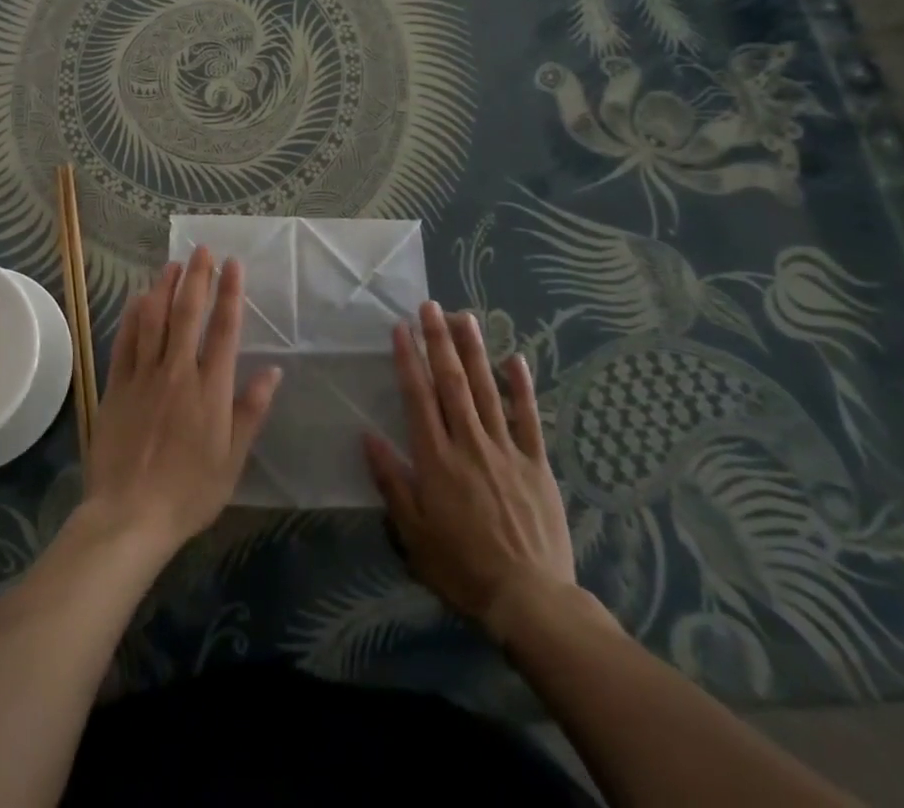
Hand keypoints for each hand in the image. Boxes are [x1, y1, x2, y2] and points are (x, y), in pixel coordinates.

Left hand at [83, 247, 282, 556]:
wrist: (129, 515)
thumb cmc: (189, 492)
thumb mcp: (232, 460)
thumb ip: (251, 411)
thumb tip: (273, 371)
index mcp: (211, 388)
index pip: (224, 328)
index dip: (230, 292)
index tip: (233, 264)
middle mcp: (177, 371)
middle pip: (188, 313)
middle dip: (197, 277)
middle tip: (202, 250)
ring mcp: (143, 376)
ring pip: (154, 318)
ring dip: (164, 287)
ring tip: (172, 264)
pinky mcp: (116, 386)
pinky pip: (125, 341)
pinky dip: (133, 316)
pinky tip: (138, 299)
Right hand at [365, 302, 578, 639]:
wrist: (529, 598)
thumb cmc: (462, 567)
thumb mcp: (413, 533)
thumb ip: (391, 481)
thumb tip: (368, 435)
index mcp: (436, 459)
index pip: (418, 397)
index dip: (408, 360)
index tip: (400, 328)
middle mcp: (469, 443)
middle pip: (452, 382)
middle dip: (438, 340)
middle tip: (430, 306)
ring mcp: (506, 449)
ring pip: (487, 389)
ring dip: (474, 351)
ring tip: (464, 317)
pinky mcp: (536, 462)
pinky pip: (529, 417)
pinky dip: (523, 387)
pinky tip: (517, 359)